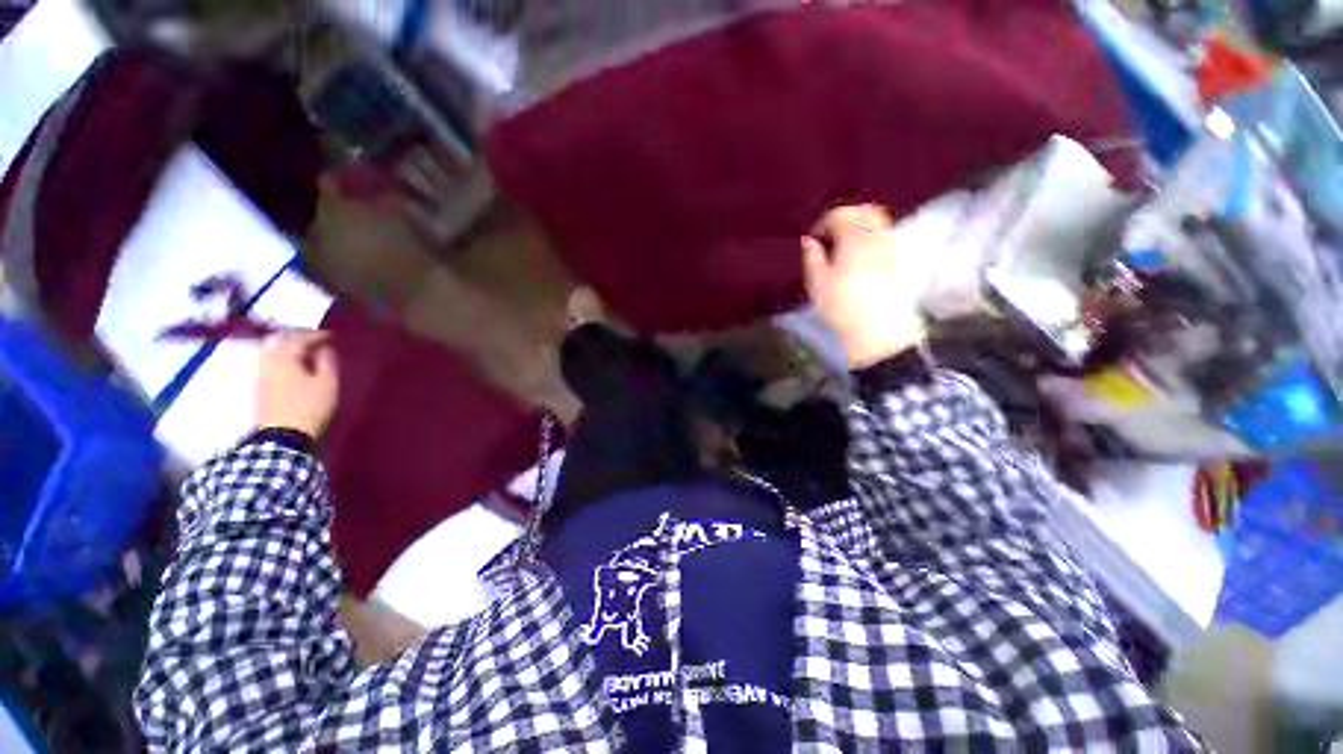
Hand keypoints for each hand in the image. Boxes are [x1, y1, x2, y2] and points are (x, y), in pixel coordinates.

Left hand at [255, 330, 339, 437]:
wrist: (284, 436)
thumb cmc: (310, 406)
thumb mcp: (327, 383)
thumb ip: (327, 362)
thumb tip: (324, 348)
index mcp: (284, 357)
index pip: (299, 338)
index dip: (316, 335)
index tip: (331, 335)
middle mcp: (267, 361)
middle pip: (278, 340)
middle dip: (296, 336)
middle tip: (313, 338)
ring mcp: (260, 374)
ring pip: (271, 351)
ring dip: (286, 347)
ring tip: (303, 351)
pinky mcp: (259, 387)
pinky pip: (269, 363)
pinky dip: (281, 358)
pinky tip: (292, 365)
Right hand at [802, 204, 930, 368]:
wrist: (878, 333)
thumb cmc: (842, 308)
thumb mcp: (818, 284)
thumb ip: (813, 257)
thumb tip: (809, 240)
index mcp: (855, 238)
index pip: (841, 215)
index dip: (825, 223)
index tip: (815, 239)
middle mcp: (879, 236)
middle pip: (867, 212)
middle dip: (848, 218)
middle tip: (832, 236)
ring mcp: (893, 249)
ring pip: (880, 224)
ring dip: (862, 228)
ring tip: (845, 248)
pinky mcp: (900, 264)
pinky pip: (886, 239)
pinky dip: (872, 240)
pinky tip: (860, 258)